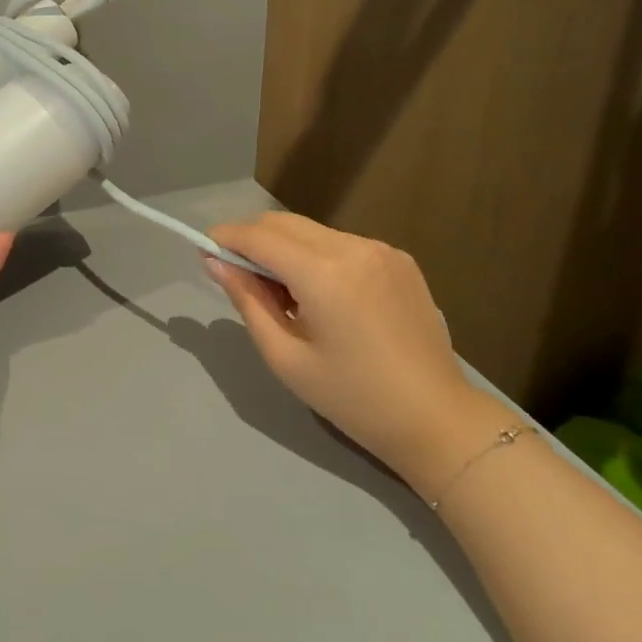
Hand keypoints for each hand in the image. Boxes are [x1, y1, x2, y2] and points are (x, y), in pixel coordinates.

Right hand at [205, 213, 501, 493]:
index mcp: (324, 273)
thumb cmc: (353, 397)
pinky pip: (342, 244)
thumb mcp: (286, 357)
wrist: (436, 418)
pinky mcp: (399, 258)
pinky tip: (325, 297)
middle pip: (285, 223)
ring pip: (313, 231)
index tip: (206, 251)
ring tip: (286, 295)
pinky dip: (319, 257)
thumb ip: (247, 301)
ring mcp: (381, 248)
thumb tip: (216, 262)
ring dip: (286, 249)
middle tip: (239, 276)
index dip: (227, 237)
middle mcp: (354, 246)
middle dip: (254, 240)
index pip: (260, 236)